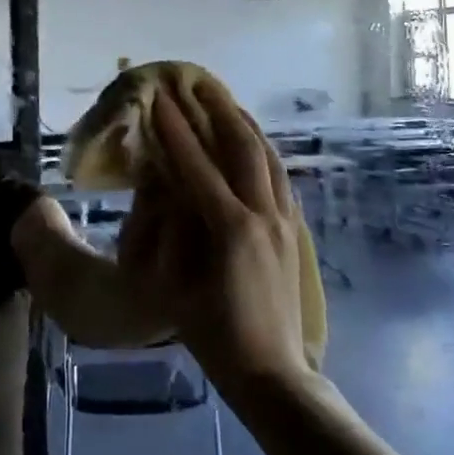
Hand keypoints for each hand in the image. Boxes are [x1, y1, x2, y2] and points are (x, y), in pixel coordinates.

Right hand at [122, 80, 310, 397]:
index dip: (175, 130)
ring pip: (267, 157)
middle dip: (216, 110)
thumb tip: (160, 184)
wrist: (271, 371)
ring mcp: (285, 221)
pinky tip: (251, 142)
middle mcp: (263, 215)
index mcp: (230, 230)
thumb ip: (166, 231)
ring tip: (223, 100)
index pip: (196, 166)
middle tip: (194, 82)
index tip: (159, 99)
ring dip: (243, 123)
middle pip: (241, 147)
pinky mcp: (295, 230)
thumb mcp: (172, 285)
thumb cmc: (212, 334)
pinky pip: (279, 177)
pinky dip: (262, 150)